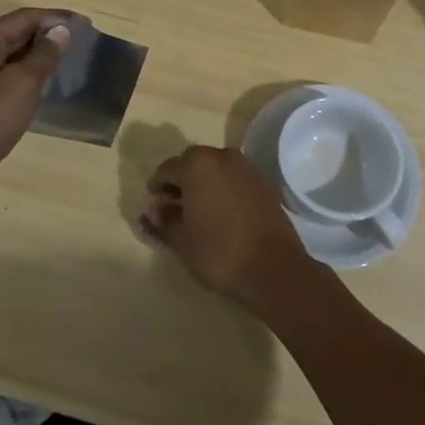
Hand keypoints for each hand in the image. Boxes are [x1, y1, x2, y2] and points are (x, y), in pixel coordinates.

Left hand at [0, 8, 71, 216]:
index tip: (87, 25)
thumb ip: (44, 54)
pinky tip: (50, 86)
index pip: (23, 18)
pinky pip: (9, 79)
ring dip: (42, 57)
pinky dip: (30, 77)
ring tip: (73, 61)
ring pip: (14, 58)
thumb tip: (61, 30)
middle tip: (84, 42)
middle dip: (50, 36)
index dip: (56, 18)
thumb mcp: (21, 84)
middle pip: (16, 34)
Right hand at [140, 146, 311, 310]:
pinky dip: (222, 190)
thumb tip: (151, 212)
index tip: (154, 207)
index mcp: (197, 164)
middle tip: (172, 209)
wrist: (273, 268)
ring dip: (202, 185)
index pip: (167, 169)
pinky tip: (219, 215)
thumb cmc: (219, 252)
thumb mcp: (181, 240)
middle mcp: (222, 156)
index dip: (157, 188)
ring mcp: (246, 168)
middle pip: (192, 164)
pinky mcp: (263, 183)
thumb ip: (163, 222)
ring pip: (215, 170)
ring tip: (196, 213)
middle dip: (180, 183)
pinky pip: (234, 180)